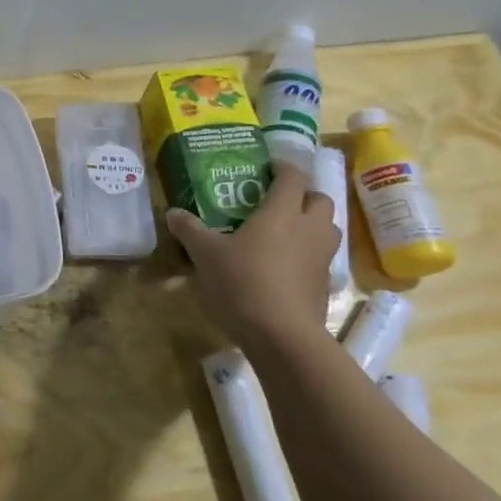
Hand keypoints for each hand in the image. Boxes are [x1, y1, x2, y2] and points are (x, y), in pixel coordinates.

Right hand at [166, 162, 336, 347]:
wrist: (281, 334)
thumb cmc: (242, 283)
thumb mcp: (206, 255)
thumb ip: (190, 230)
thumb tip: (172, 212)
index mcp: (282, 212)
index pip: (292, 177)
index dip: (283, 167)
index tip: (269, 166)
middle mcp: (309, 228)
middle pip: (319, 199)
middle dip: (302, 195)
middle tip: (278, 201)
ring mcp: (322, 257)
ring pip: (327, 228)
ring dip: (312, 223)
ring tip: (286, 231)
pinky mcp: (324, 284)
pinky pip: (322, 258)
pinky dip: (309, 255)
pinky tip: (287, 267)